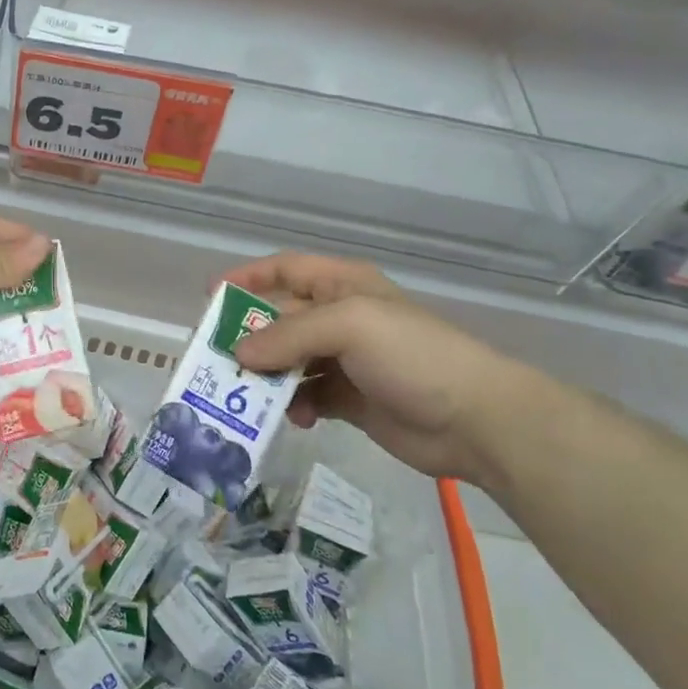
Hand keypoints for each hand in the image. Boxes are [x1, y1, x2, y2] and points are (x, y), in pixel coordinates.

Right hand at [226, 253, 558, 484]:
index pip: (285, 269)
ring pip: (288, 361)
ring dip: (267, 377)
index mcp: (342, 285)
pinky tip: (295, 418)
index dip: (248, 277)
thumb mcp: (348, 326)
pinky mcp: (350, 400)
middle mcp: (340, 318)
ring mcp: (345, 360)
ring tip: (246, 395)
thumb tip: (239, 354)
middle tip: (217, 360)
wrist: (476, 419)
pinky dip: (294, 405)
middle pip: (280, 320)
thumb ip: (288, 335)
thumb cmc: (412, 354)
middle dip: (249, 337)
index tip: (211, 297)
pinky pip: (306, 396)